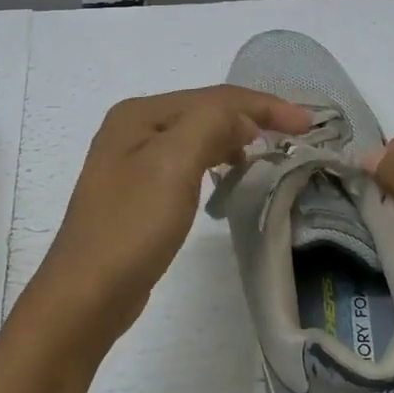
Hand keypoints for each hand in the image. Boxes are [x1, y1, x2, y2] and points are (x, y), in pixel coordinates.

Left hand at [21, 86, 312, 355]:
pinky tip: (228, 175)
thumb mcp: (174, 164)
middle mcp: (133, 129)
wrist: (86, 295)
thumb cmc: (132, 226)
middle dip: (251, 118)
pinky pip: (188, 164)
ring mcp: (133, 162)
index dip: (263, 105)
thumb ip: (211, 123)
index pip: (214, 97)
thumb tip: (243, 118)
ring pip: (197, 137)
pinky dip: (215, 161)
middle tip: (295, 137)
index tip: (307, 124)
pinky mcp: (139, 194)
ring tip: (267, 153)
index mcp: (139, 114)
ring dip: (234, 139)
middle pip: (205, 111)